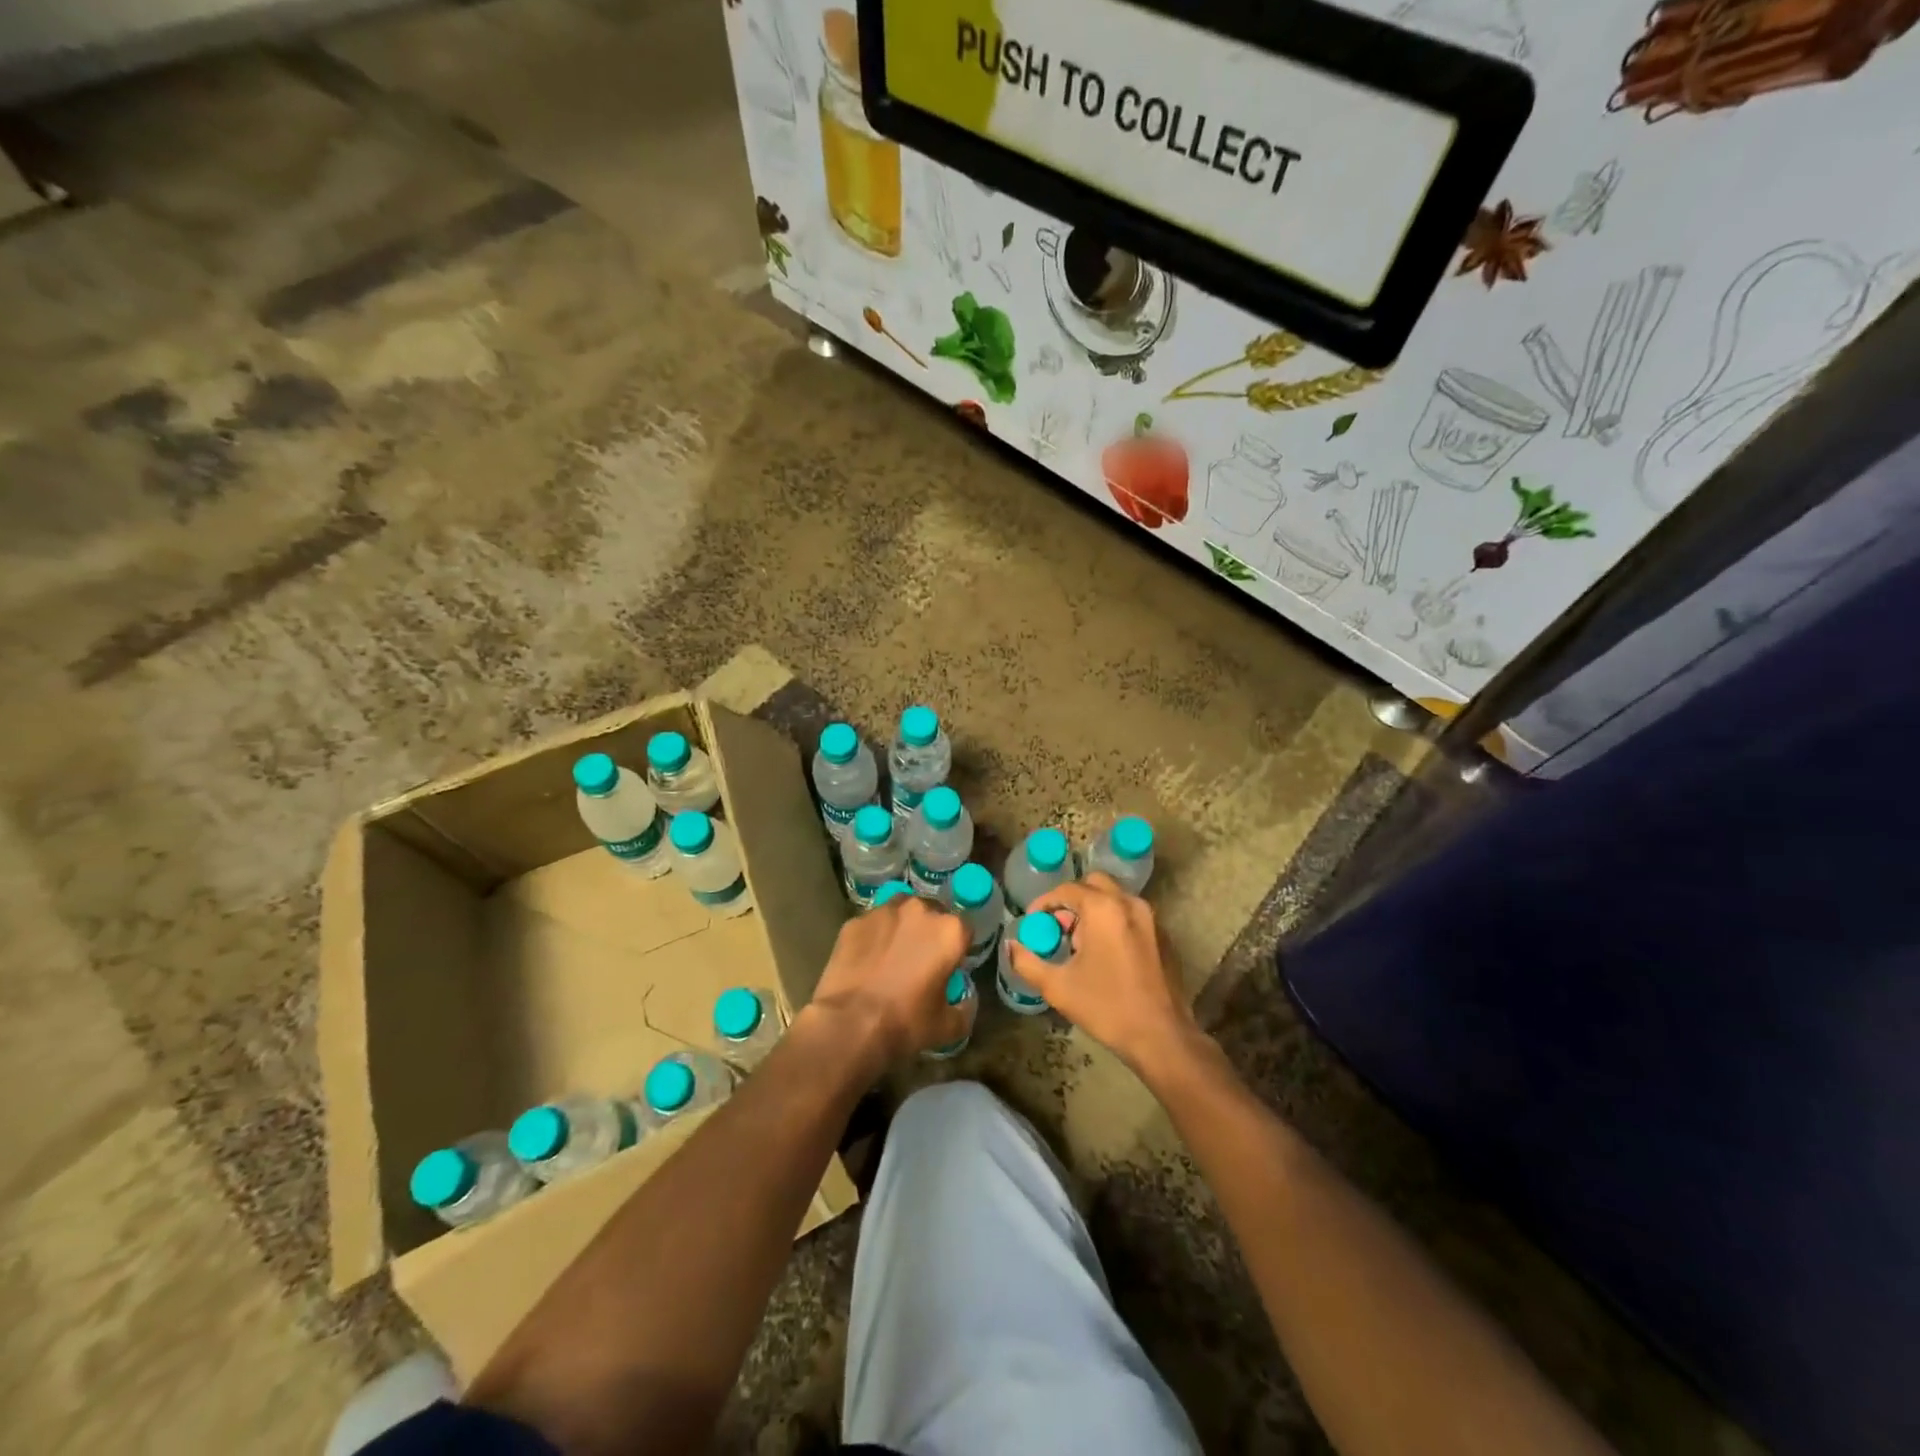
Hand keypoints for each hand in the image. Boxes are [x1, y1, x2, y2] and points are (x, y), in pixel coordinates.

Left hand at [809, 894, 969, 1066]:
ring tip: (892, 956)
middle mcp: (919, 910)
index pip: (964, 929)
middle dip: (930, 932)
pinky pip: (872, 925)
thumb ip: (965, 1008)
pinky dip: (873, 937)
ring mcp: (883, 912)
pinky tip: (866, 961)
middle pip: (932, 913)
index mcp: (949, 930)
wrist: (849, 1025)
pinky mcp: (855, 921)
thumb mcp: (949, 1027)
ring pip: (900, 912)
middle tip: (921, 960)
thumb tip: (965, 999)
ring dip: (901, 928)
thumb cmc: (906, 1023)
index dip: (959, 948)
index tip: (950, 966)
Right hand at [1007, 873, 1204, 1078]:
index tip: (1033, 921)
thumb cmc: (1106, 1007)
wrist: (1162, 1036)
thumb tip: (1011, 946)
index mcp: (1103, 909)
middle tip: (1059, 926)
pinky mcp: (1164, 936)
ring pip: (1115, 898)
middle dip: (1072, 900)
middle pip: (1094, 884)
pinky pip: (1132, 915)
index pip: (1067, 889)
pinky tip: (1106, 954)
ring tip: (1080, 942)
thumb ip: (1027, 962)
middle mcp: (1129, 903)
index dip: (1045, 902)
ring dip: (1094, 910)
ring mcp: (1151, 918)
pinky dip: (1114, 922)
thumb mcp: (1058, 987)